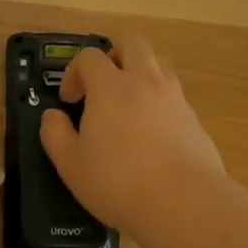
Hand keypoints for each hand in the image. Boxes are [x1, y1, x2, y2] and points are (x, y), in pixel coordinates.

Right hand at [39, 36, 224, 237]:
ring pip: (158, 66)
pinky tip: (154, 138)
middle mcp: (145, 81)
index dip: (74, 72)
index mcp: (110, 86)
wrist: (185, 203)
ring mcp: (175, 98)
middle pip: (132, 44)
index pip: (89, 57)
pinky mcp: (195, 119)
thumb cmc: (119, 181)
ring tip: (130, 109)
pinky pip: (174, 98)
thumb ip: (55, 134)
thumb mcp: (71, 164)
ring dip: (141, 76)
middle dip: (114, 56)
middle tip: (103, 85)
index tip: (70, 100)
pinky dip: (161, 106)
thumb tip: (52, 116)